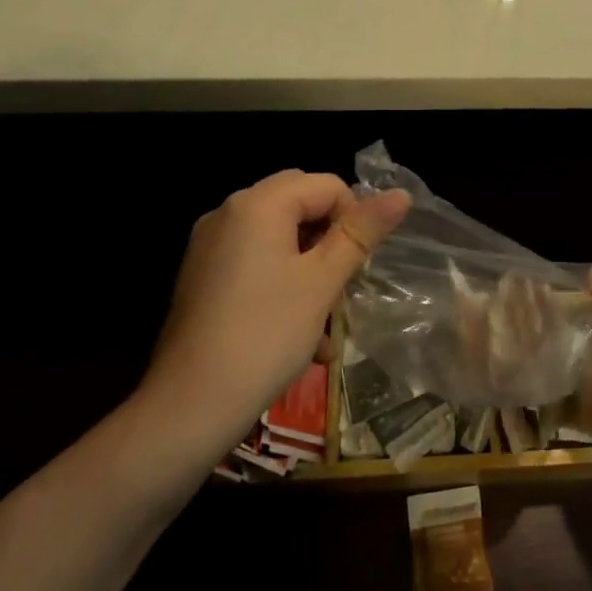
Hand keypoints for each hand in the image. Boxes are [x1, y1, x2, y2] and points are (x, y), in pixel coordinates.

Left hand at [143, 170, 409, 441]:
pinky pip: (256, 263)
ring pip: (280, 238)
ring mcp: (210, 246)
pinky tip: (301, 336)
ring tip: (328, 324)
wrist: (190, 404)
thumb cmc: (266, 335)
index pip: (326, 185)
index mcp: (257, 205)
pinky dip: (283, 284)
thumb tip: (401, 195)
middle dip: (331, 241)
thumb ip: (361, 233)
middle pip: (300, 206)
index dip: (353, 219)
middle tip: (345, 285)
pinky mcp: (203, 278)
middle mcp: (228, 214)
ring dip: (312, 270)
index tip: (359, 265)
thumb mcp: (323, 282)